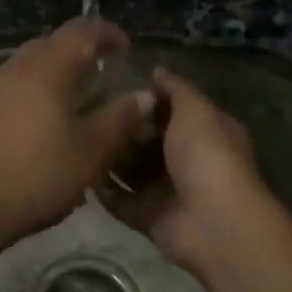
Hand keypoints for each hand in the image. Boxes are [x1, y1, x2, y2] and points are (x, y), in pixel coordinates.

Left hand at [0, 18, 155, 244]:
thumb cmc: (39, 175)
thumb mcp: (91, 151)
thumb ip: (120, 118)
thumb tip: (143, 95)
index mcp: (47, 68)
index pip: (81, 31)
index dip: (107, 34)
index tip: (126, 49)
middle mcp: (17, 67)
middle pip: (53, 43)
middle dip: (82, 51)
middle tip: (106, 74)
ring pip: (32, 63)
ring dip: (58, 70)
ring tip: (80, 97)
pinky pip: (17, 84)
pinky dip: (39, 88)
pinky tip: (48, 119)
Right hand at [98, 67, 264, 270]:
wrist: (213, 221)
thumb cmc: (207, 155)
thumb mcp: (195, 110)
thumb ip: (176, 88)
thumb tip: (157, 70)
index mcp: (204, 133)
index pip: (173, 110)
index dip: (148, 100)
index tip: (116, 89)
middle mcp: (187, 160)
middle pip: (148, 140)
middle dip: (124, 129)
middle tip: (92, 114)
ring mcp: (167, 191)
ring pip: (132, 170)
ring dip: (110, 158)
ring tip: (79, 140)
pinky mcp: (148, 217)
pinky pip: (120, 201)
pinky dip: (103, 191)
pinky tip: (80, 172)